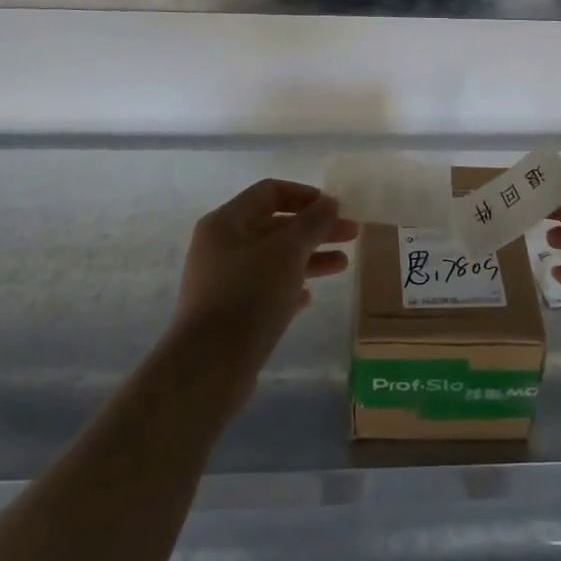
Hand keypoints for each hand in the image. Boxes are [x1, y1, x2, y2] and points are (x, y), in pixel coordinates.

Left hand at [168, 179, 358, 394]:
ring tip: (343, 266)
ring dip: (309, 258)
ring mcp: (223, 282)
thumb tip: (330, 201)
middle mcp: (221, 246)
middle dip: (315, 229)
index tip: (336, 208)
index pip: (270, 192)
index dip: (306, 195)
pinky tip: (310, 297)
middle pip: (275, 225)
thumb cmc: (249, 296)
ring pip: (274, 259)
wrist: (208, 368)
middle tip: (352, 236)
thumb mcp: (288, 252)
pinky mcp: (229, 314)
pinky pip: (265, 290)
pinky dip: (290, 287)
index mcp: (227, 222)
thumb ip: (313, 223)